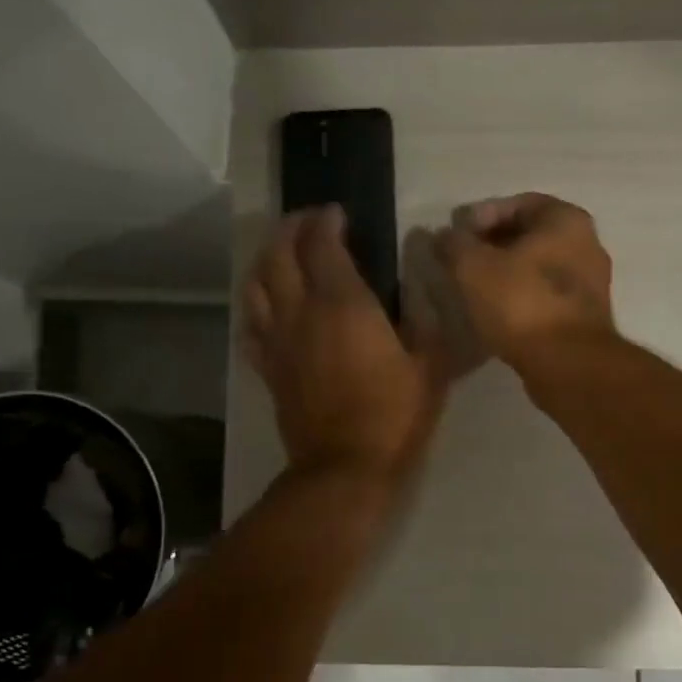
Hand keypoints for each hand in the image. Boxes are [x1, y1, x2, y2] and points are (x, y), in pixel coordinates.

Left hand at [245, 207, 447, 480]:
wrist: (345, 468)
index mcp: (343, 304)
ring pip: (255, 284)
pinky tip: (266, 303)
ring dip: (266, 258)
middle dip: (291, 228)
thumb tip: (421, 285)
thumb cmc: (394, 415)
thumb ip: (426, 318)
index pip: (323, 244)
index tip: (338, 213)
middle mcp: (301, 312)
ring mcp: (278, 340)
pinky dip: (255, 304)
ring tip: (282, 251)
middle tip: (307, 221)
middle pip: (279, 254)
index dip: (327, 221)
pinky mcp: (268, 367)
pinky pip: (250, 325)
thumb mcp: (430, 366)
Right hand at [433, 194, 615, 371]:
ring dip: (505, 273)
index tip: (455, 236)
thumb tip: (442, 236)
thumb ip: (454, 244)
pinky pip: (545, 296)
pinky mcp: (584, 317)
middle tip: (460, 261)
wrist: (566, 364)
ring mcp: (590, 283)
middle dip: (492, 245)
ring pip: (538, 268)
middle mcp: (587, 244)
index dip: (480, 216)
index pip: (517, 204)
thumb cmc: (521, 303)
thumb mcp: (473, 267)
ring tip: (473, 288)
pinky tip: (496, 312)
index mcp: (566, 219)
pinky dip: (520, 298)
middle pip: (530, 235)